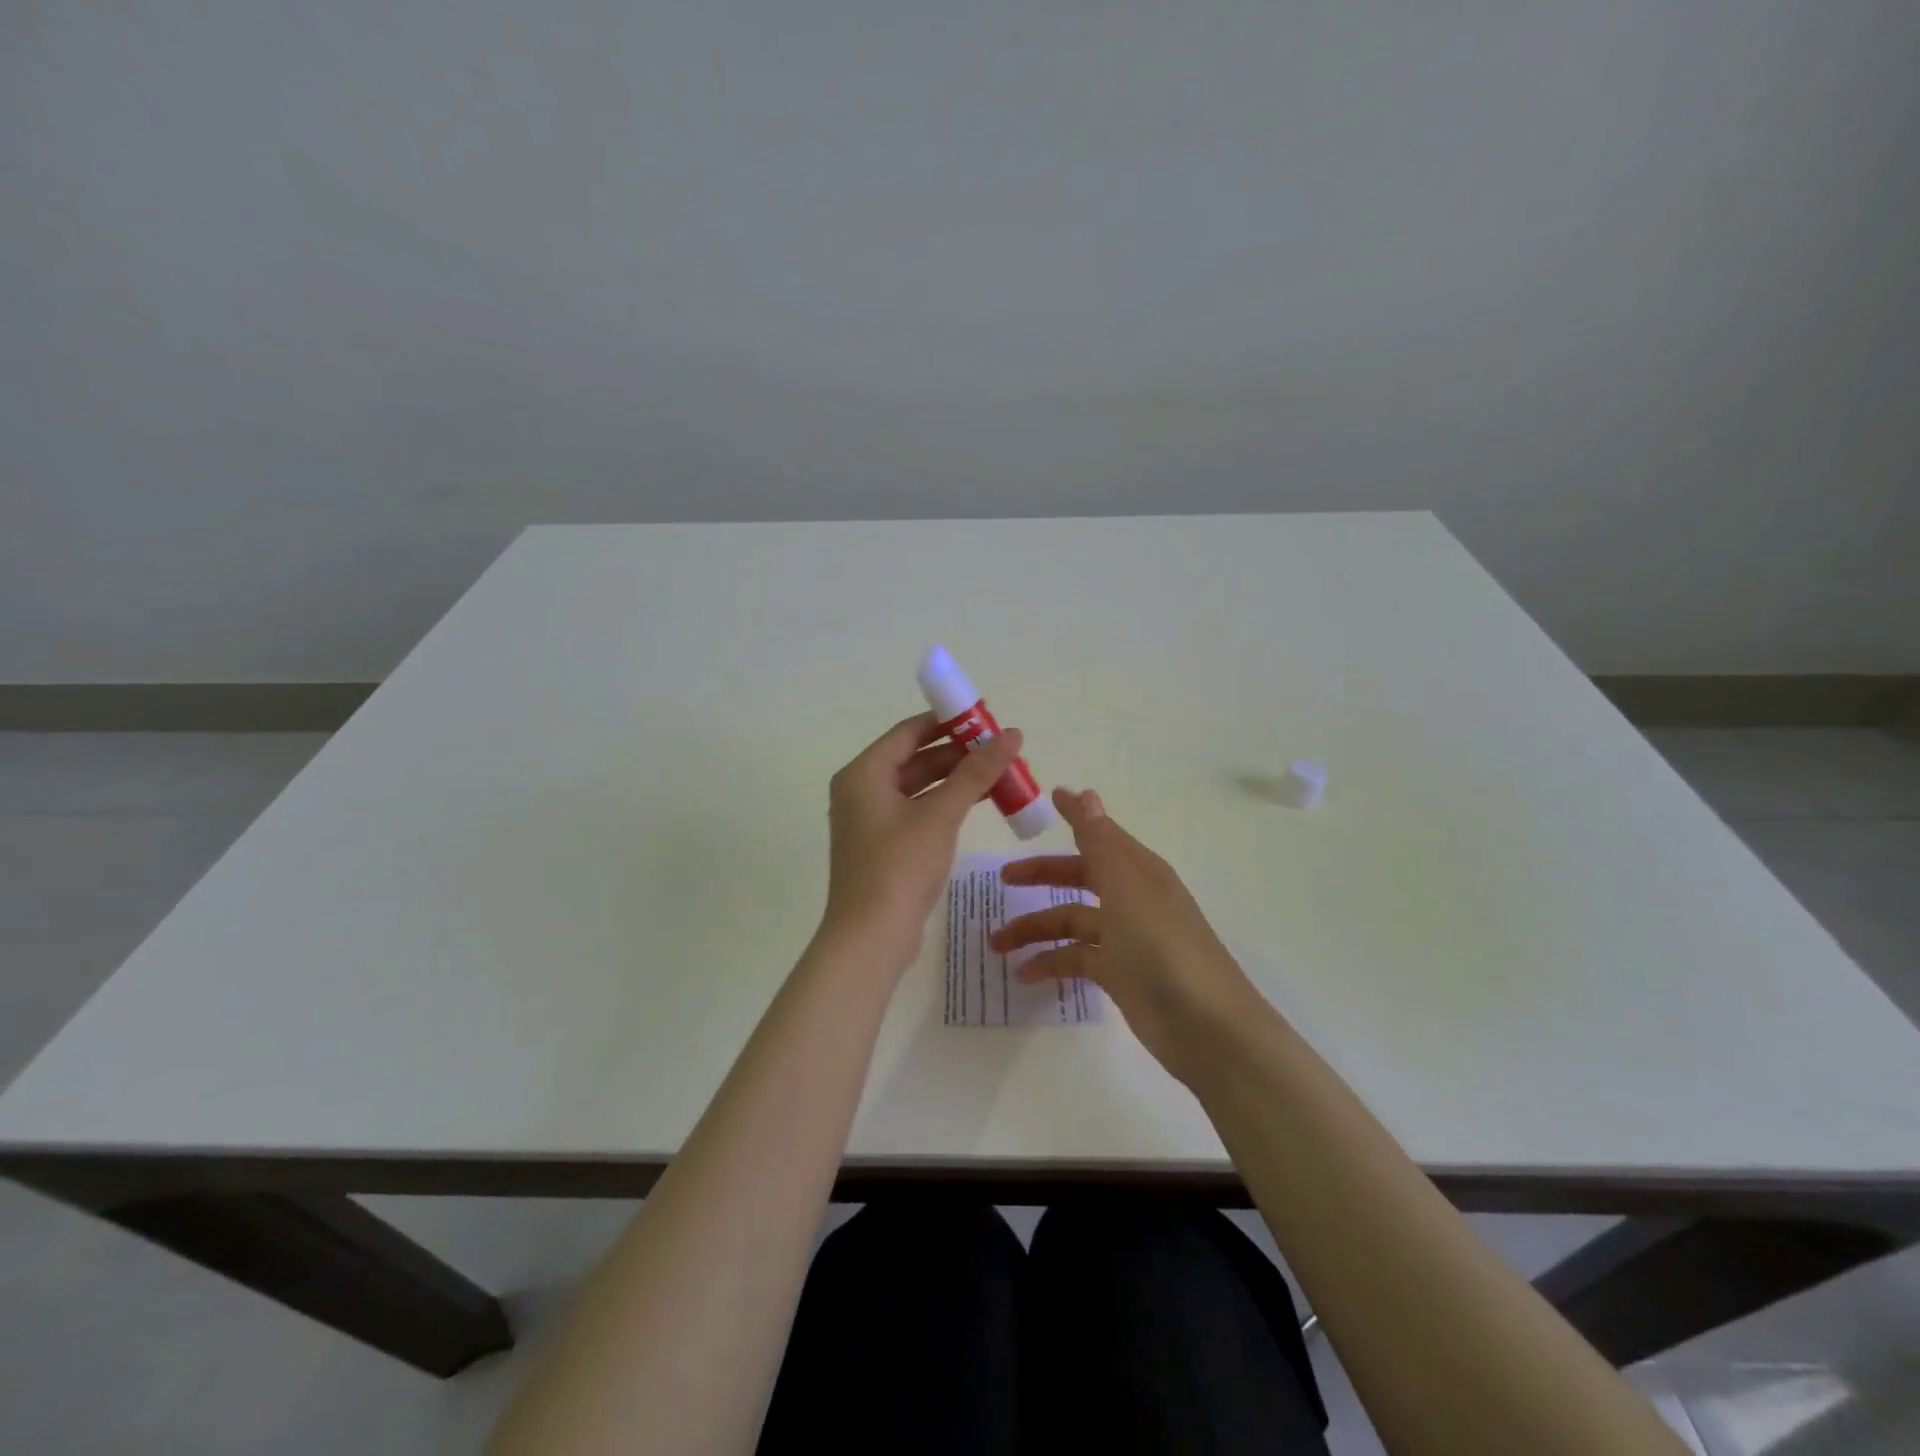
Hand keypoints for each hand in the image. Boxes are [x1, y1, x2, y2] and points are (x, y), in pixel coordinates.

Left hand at [819, 713, 1023, 971]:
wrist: (870, 937)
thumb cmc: (900, 866)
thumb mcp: (941, 814)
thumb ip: (976, 772)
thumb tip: (1012, 734)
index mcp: (863, 773)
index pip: (909, 732)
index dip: (947, 723)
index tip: (985, 719)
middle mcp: (861, 790)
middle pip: (914, 758)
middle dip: (957, 753)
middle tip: (999, 749)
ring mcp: (869, 820)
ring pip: (918, 786)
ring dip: (955, 779)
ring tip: (999, 774)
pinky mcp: (882, 845)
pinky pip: (916, 811)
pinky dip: (945, 804)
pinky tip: (979, 803)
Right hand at [992, 787, 1267, 1083]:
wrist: (1204, 1026)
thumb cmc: (1162, 947)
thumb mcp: (1126, 888)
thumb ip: (1101, 843)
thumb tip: (1087, 793)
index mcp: (1137, 871)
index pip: (1099, 834)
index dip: (1075, 817)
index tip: (1050, 797)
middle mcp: (1131, 898)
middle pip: (1079, 877)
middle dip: (1041, 876)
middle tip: (1003, 880)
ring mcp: (1126, 938)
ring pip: (1071, 922)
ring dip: (1035, 929)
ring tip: (996, 944)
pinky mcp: (1119, 974)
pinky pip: (1076, 959)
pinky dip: (1050, 963)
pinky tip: (1023, 975)